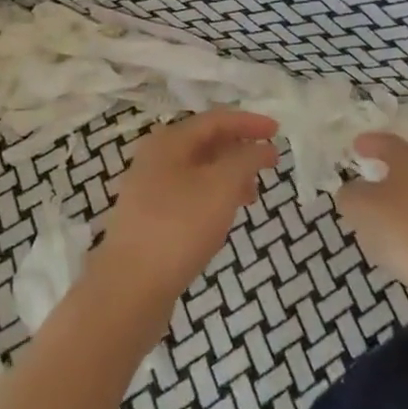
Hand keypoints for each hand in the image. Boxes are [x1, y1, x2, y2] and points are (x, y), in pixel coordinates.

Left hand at [89, 109, 279, 319]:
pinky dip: (214, 197)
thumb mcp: (221, 186)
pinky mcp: (151, 218)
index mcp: (169, 141)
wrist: (129, 289)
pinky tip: (226, 216)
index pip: (216, 119)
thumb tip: (262, 148)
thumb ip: (246, 160)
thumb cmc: (179, 227)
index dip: (249, 122)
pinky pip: (190, 194)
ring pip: (199, 171)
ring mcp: (150, 189)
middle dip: (240, 150)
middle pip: (206, 142)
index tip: (278, 132)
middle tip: (270, 165)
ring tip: (253, 195)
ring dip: (229, 175)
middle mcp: (156, 158)